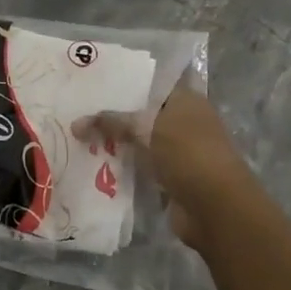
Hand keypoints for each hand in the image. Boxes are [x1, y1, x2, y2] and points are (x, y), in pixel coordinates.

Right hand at [74, 87, 253, 253]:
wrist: (215, 208)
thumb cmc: (187, 154)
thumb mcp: (147, 128)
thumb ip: (112, 122)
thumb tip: (75, 124)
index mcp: (187, 100)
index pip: (153, 82)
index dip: (127, 81)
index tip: (96, 81)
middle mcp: (185, 122)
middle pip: (144, 113)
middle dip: (116, 114)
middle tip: (79, 108)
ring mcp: (179, 151)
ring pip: (141, 141)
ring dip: (117, 142)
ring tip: (80, 135)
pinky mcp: (171, 178)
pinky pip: (142, 166)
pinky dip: (124, 165)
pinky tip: (95, 163)